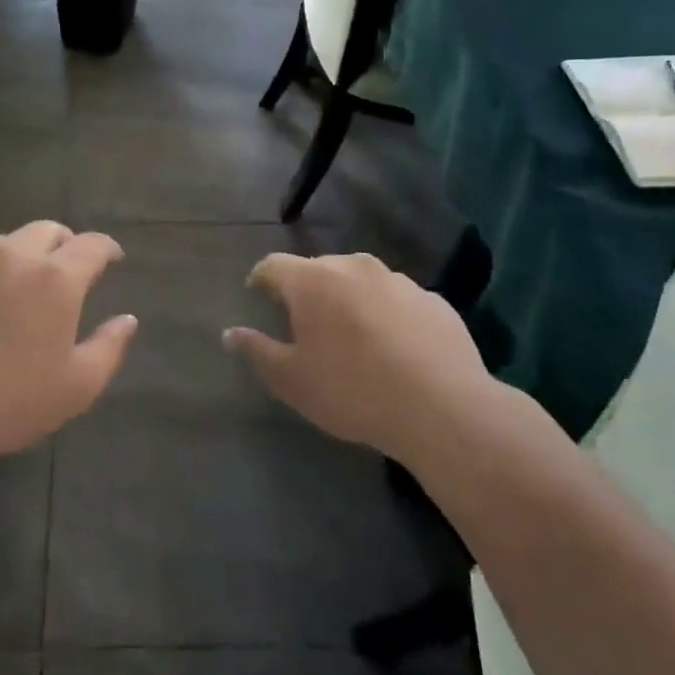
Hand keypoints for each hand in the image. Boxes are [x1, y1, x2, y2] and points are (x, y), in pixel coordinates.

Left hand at [0, 221, 137, 469]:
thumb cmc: (10, 404)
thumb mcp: (78, 387)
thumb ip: (109, 347)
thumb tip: (127, 319)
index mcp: (55, 279)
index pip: (91, 245)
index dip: (107, 248)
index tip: (113, 258)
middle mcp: (11, 258)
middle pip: (46, 230)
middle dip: (64, 243)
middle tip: (67, 270)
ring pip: (3, 244)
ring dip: (21, 257)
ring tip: (19, 290)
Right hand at [223, 252, 490, 462]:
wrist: (443, 409)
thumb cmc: (352, 391)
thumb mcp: (291, 380)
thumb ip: (257, 351)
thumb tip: (231, 333)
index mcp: (313, 280)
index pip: (273, 265)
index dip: (261, 279)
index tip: (257, 295)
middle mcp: (354, 267)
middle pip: (319, 270)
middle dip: (306, 291)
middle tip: (304, 324)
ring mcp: (399, 281)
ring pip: (361, 282)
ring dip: (349, 300)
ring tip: (352, 337)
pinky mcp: (434, 301)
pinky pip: (397, 301)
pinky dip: (387, 315)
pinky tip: (395, 349)